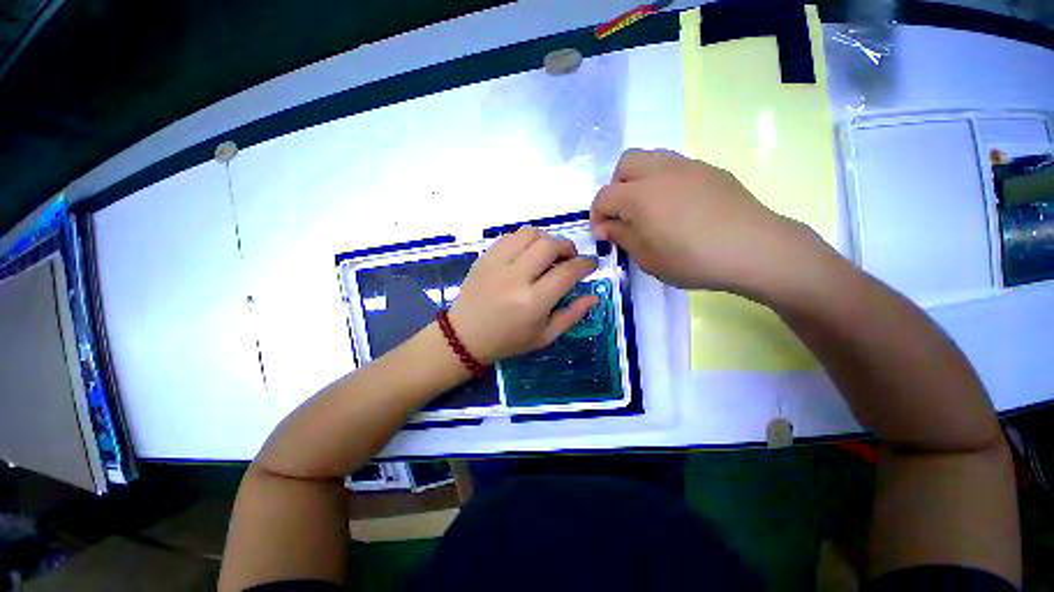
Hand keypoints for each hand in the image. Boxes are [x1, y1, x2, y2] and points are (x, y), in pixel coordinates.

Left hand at [447, 227, 597, 364]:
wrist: (465, 336)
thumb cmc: (508, 341)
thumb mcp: (545, 336)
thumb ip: (572, 315)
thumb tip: (593, 296)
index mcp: (533, 302)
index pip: (567, 272)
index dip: (585, 264)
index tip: (591, 264)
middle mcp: (516, 278)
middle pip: (549, 245)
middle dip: (568, 246)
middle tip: (570, 257)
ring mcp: (497, 264)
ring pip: (530, 234)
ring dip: (547, 239)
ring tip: (549, 252)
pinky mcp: (484, 257)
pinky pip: (510, 236)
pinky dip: (526, 239)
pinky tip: (528, 252)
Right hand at [590, 149, 821, 297]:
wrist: (754, 249)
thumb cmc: (692, 260)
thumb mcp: (647, 258)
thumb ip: (622, 237)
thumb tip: (606, 227)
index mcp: (639, 196)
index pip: (604, 196)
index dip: (597, 215)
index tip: (604, 234)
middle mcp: (660, 171)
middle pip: (625, 163)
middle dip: (616, 186)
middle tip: (624, 213)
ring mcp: (688, 166)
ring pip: (651, 158)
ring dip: (639, 179)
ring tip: (649, 207)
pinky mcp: (710, 170)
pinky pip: (676, 167)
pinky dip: (665, 181)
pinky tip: (679, 207)